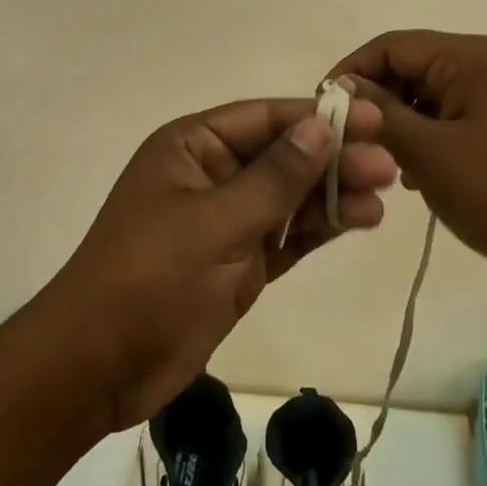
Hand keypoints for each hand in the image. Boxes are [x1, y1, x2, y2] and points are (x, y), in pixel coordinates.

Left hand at [39, 96, 396, 430]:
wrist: (97, 367)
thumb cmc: (148, 278)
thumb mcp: (214, 222)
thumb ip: (274, 178)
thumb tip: (321, 127)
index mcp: (192, 147)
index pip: (265, 119)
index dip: (318, 118)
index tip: (370, 120)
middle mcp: (212, 176)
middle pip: (284, 157)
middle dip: (334, 159)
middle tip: (389, 166)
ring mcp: (227, 221)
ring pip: (291, 198)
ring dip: (335, 194)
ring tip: (385, 195)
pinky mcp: (240, 264)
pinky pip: (288, 236)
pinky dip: (321, 228)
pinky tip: (360, 220)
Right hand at [329, 31, 486, 293]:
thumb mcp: (431, 152)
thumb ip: (381, 115)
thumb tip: (343, 89)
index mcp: (467, 58)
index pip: (391, 46)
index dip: (352, 72)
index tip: (323, 111)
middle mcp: (481, 67)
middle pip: (407, 70)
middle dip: (375, 104)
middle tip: (350, 145)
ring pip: (424, 99)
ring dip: (397, 127)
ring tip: (383, 166)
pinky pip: (446, 122)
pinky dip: (424, 142)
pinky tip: (416, 179)